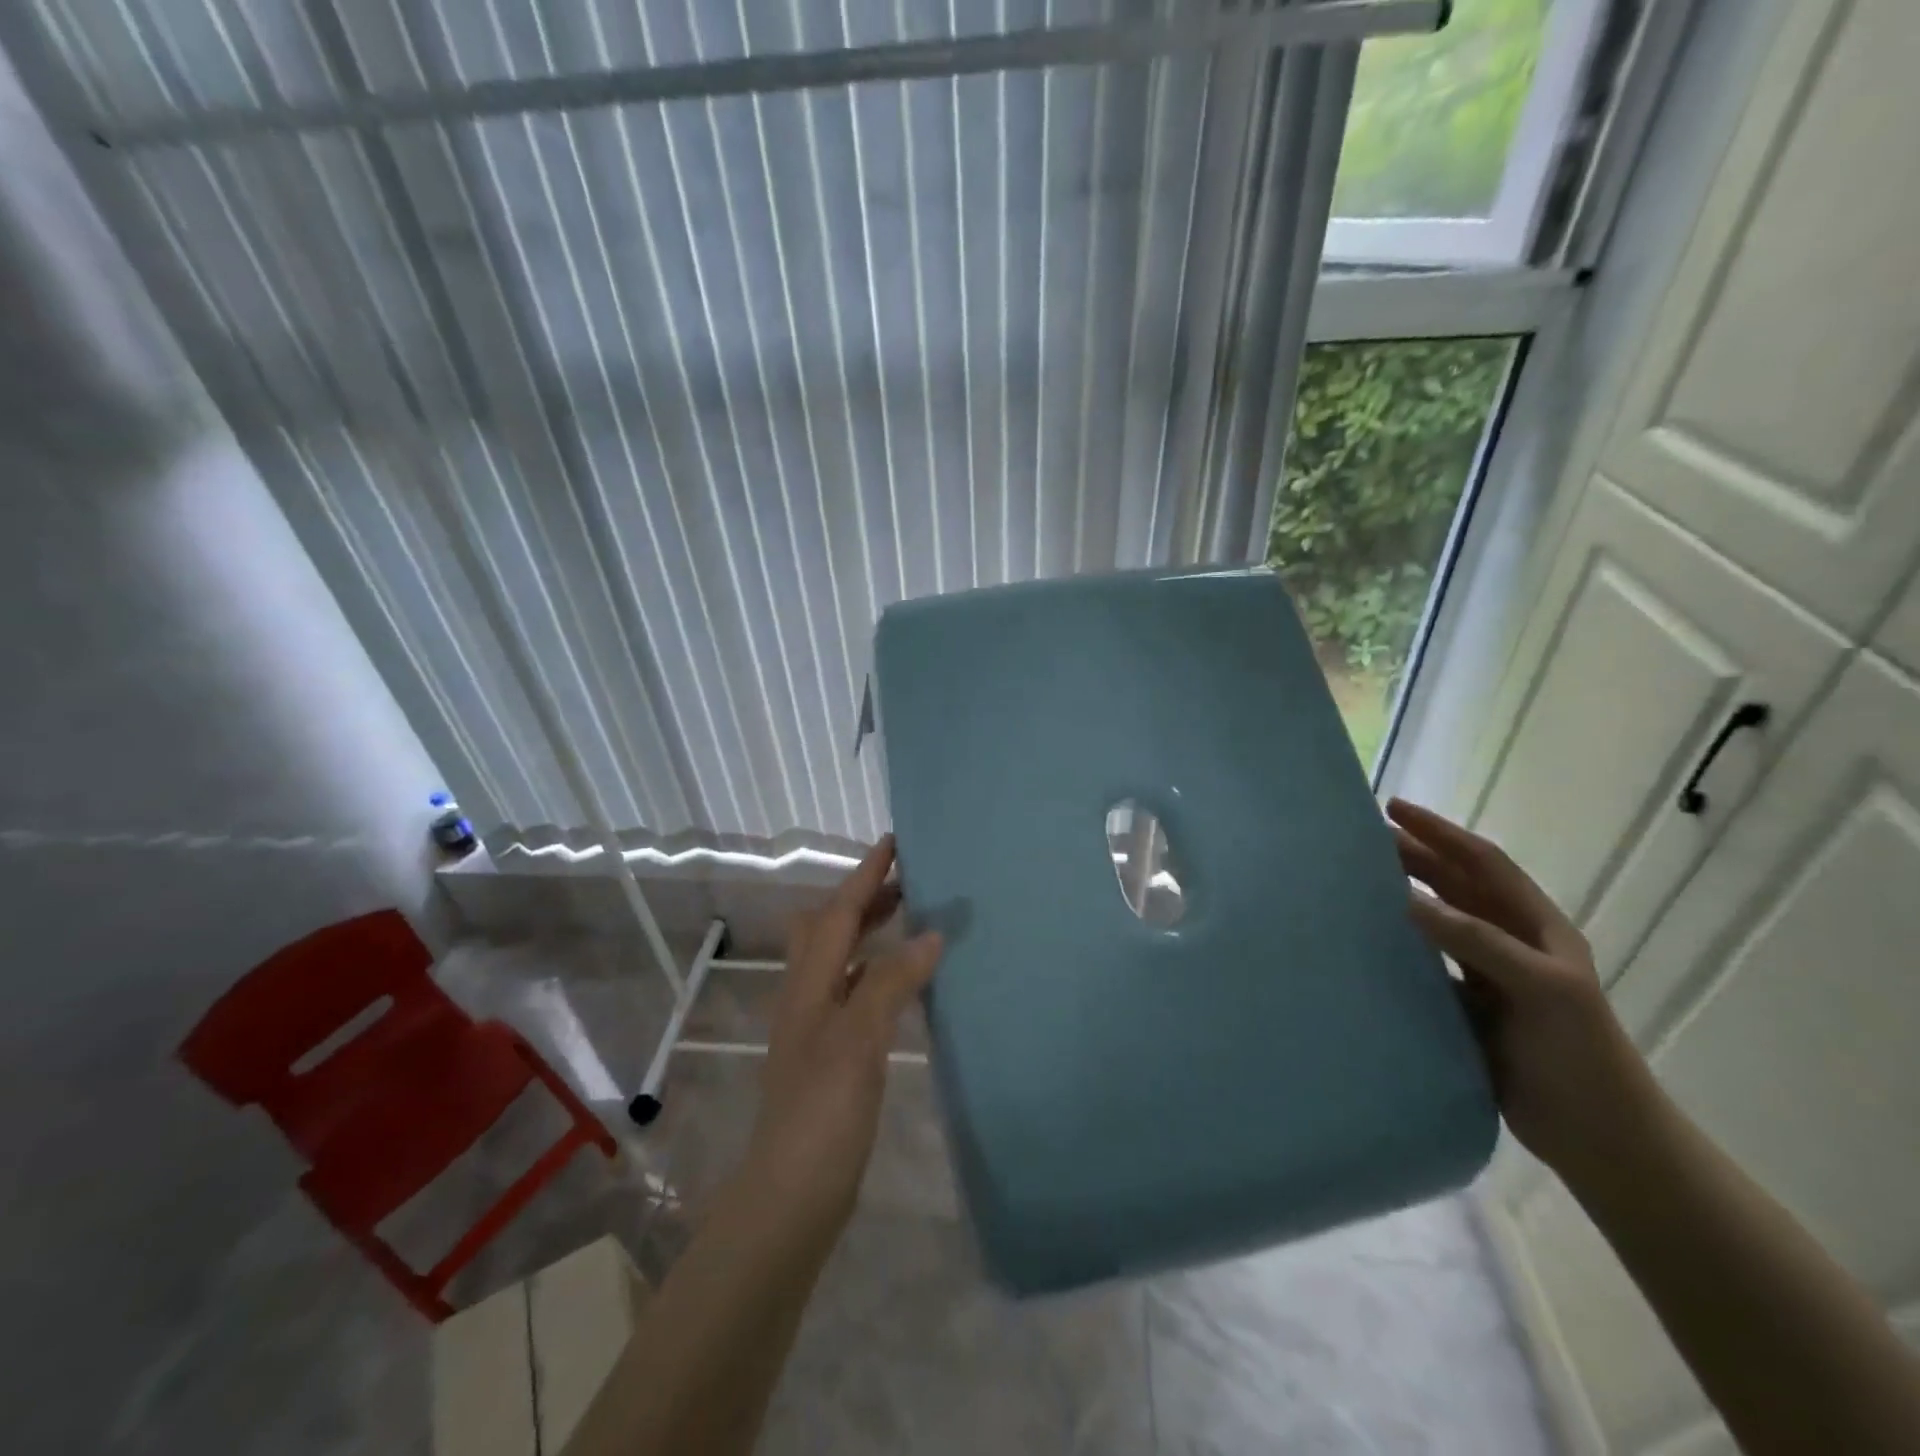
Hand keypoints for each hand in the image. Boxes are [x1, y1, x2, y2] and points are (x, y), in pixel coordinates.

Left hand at [743, 835, 942, 1236]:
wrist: (793, 1193)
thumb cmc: (823, 1110)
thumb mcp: (859, 1038)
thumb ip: (891, 981)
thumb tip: (930, 932)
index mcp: (809, 983)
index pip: (838, 912)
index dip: (866, 875)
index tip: (894, 842)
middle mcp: (808, 994)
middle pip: (830, 928)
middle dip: (864, 897)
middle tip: (908, 881)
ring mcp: (816, 1025)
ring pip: (840, 959)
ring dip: (869, 932)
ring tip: (910, 920)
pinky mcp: (831, 1053)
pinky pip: (854, 991)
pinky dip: (877, 971)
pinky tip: (903, 983)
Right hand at [1388, 798, 1658, 1178]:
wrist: (1601, 1138)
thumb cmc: (1582, 1053)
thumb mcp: (1543, 988)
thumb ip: (1477, 941)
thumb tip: (1405, 898)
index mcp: (1536, 926)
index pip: (1483, 863)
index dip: (1440, 832)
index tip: (1393, 809)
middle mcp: (1510, 941)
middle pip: (1455, 885)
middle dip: (1413, 856)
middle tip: (1360, 840)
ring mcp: (1487, 974)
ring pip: (1436, 921)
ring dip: (1401, 896)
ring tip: (1355, 880)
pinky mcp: (1466, 1007)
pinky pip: (1424, 963)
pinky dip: (1398, 946)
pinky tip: (1367, 942)